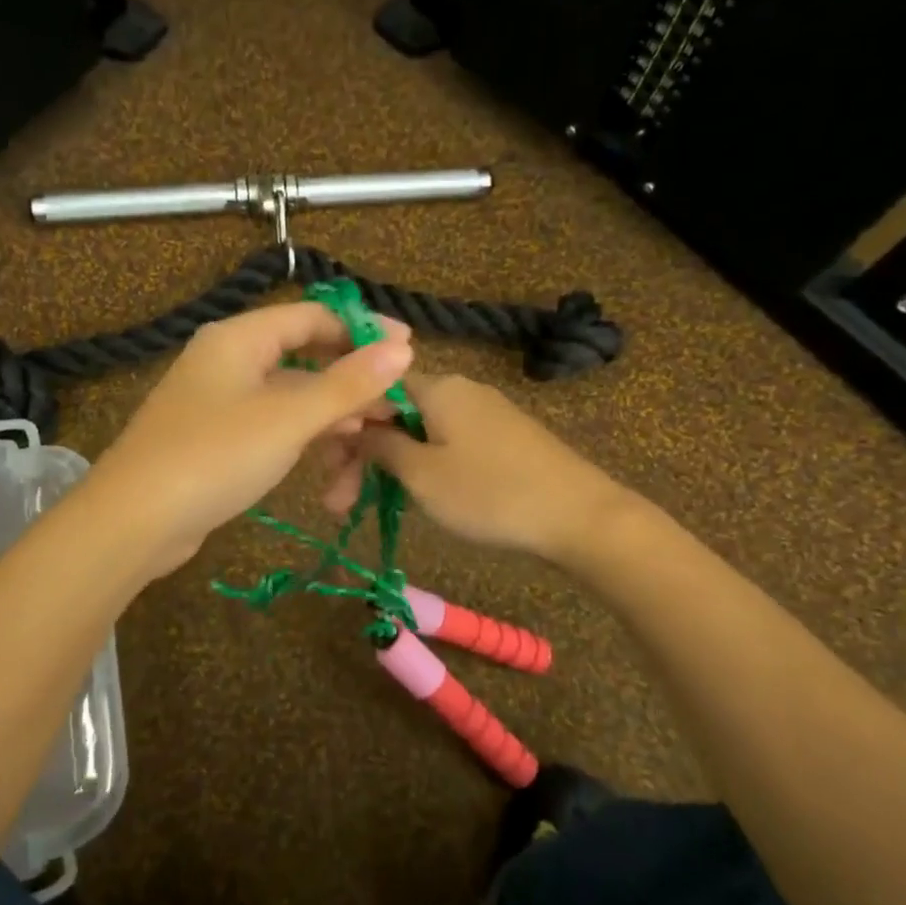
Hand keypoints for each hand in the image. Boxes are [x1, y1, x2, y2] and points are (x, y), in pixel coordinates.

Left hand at [87, 301, 413, 575]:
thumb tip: (402, 348)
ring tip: (367, 447)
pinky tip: (329, 467)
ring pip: (291, 398)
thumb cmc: (214, 456)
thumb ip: (347, 383)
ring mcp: (220, 402)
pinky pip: (272, 427)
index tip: (408, 352)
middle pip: (304, 357)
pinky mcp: (217, 440)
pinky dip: (302, 440)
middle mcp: (228, 361)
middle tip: (393, 409)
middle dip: (351, 384)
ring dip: (331, 419)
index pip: (313, 316)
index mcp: (239, 338)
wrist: (134, 522)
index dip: (362, 331)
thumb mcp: (288, 418)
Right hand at [322, 372, 627, 563]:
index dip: (345, 423)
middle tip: (337, 504)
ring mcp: (485, 414)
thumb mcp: (422, 475)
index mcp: (438, 387)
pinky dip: (422, 468)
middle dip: (362, 455)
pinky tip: (413, 496)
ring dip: (389, 467)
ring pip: (419, 433)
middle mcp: (460, 390)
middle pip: (394, 413)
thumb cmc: (490, 493)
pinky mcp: (504, 439)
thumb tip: (353, 423)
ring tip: (368, 508)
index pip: (374, 388)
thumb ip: (381, 446)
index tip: (326, 465)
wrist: (580, 517)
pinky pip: (447, 444)